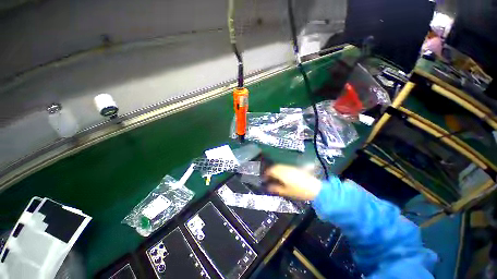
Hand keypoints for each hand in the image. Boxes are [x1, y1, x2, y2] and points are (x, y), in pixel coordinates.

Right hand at [264, 164, 321, 200]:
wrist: (315, 189)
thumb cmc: (299, 191)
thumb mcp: (285, 192)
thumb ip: (275, 188)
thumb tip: (267, 187)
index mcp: (281, 173)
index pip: (270, 171)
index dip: (266, 174)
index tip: (263, 179)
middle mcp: (285, 168)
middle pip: (274, 167)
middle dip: (270, 171)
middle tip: (267, 178)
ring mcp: (290, 167)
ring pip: (279, 166)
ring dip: (275, 170)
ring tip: (274, 177)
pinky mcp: (295, 168)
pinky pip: (284, 167)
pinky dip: (281, 170)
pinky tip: (282, 176)